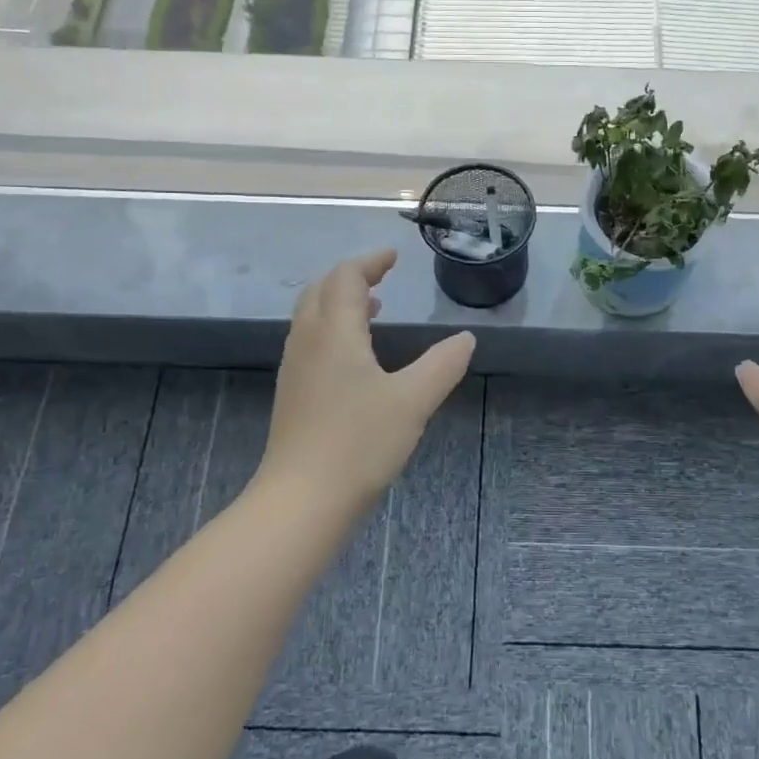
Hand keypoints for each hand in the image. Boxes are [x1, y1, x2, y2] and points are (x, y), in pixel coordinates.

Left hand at [258, 250, 475, 515]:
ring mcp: (295, 369)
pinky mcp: (293, 394)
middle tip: (382, 277)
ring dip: (338, 302)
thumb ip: (442, 365)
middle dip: (350, 276)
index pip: (345, 278)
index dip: (370, 262)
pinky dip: (332, 328)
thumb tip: (466, 339)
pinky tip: (355, 356)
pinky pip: (310, 341)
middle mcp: (308, 341)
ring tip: (372, 308)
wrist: (301, 501)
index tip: (393, 257)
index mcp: (334, 333)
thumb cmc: (358, 443)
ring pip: (311, 316)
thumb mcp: (412, 401)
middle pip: (321, 290)